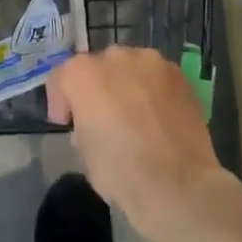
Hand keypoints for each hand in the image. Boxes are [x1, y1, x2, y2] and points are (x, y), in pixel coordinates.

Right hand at [46, 47, 239, 241]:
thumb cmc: (119, 171)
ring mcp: (152, 63)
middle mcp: (115, 58)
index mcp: (81, 74)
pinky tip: (158, 117)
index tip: (67, 122)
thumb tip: (93, 124)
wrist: (177, 183)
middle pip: (98, 67)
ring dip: (127, 85)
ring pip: (131, 68)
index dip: (61, 102)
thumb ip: (82, 126)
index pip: (61, 77)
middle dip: (97, 88)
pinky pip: (157, 78)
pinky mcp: (180, 76)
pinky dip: (153, 91)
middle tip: (103, 117)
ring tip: (135, 115)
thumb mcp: (82, 152)